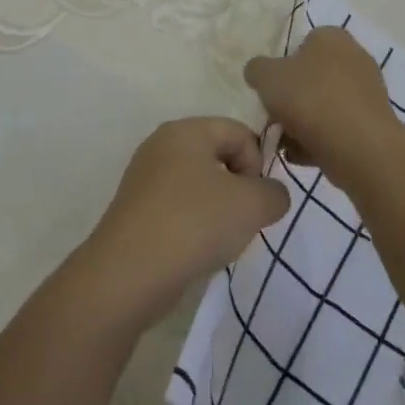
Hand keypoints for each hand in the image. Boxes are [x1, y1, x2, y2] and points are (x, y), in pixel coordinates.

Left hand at [72, 118, 289, 332]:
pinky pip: (179, 209)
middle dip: (239, 188)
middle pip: (218, 157)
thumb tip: (269, 196)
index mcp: (185, 130)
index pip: (239, 132)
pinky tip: (196, 251)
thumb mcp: (253, 204)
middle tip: (243, 220)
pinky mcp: (137, 211)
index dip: (258, 164)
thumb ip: (275, 193)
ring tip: (219, 239)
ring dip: (219, 211)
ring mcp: (144, 179)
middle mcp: (161, 146)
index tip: (256, 198)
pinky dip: (194, 226)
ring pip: (200, 186)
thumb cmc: (195, 223)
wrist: (129, 274)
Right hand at [244, 26, 404, 192]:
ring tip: (285, 143)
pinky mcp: (373, 123)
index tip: (270, 89)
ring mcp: (367, 92)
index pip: (302, 44)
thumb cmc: (309, 99)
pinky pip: (337, 128)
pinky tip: (302, 155)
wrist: (358, 146)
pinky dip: (320, 140)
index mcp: (331, 37)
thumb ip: (257, 69)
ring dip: (302, 123)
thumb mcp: (266, 77)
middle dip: (292, 99)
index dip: (282, 66)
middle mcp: (355, 57)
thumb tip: (259, 72)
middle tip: (275, 118)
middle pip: (312, 77)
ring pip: (323, 105)